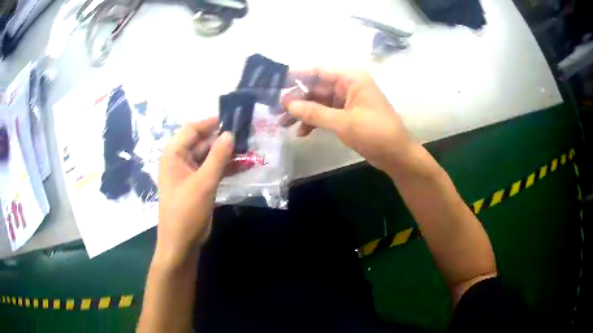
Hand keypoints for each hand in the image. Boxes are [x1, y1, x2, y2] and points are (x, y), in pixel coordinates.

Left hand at [157, 118, 233, 263]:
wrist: (181, 243)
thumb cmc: (187, 212)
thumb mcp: (204, 183)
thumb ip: (217, 157)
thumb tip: (230, 134)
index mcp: (174, 154)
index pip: (192, 129)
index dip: (211, 123)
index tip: (233, 120)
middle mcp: (179, 160)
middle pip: (201, 141)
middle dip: (222, 139)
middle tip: (245, 136)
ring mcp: (188, 173)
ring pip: (208, 156)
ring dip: (225, 154)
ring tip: (248, 150)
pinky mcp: (197, 185)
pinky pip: (211, 170)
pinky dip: (224, 167)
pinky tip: (242, 166)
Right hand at [281, 68, 413, 173]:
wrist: (396, 155)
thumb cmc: (375, 133)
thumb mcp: (343, 123)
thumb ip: (314, 112)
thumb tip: (288, 104)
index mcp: (351, 78)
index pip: (318, 70)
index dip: (296, 75)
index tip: (275, 82)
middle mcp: (348, 85)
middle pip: (316, 87)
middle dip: (297, 99)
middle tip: (277, 111)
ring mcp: (347, 100)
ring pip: (319, 101)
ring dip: (303, 112)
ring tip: (283, 124)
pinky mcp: (347, 115)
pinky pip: (326, 113)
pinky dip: (314, 121)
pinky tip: (302, 133)